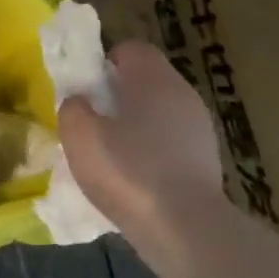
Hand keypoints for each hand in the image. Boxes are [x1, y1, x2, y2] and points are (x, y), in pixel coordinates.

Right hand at [58, 41, 230, 249]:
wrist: (184, 228)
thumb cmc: (128, 172)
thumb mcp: (80, 137)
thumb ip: (73, 109)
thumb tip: (79, 102)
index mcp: (154, 79)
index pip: (131, 49)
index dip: (103, 63)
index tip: (85, 90)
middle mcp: (183, 95)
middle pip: (146, 82)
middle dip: (117, 97)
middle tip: (91, 124)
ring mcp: (199, 129)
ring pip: (158, 114)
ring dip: (134, 128)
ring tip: (110, 156)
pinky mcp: (205, 161)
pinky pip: (169, 144)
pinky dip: (151, 154)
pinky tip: (134, 180)